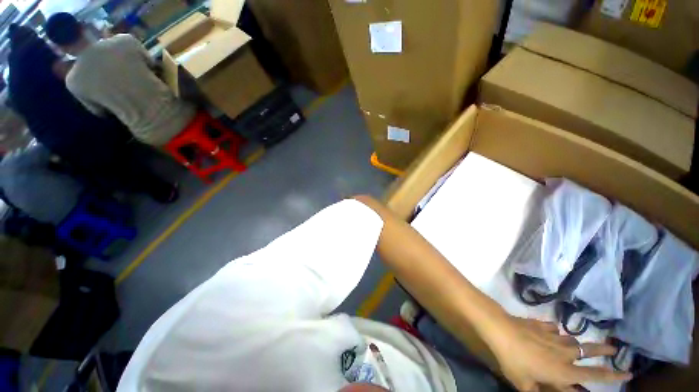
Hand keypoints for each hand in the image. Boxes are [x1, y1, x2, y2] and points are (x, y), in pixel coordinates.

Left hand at [488, 317, 631, 390]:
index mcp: (563, 371)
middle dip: (603, 350)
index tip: (628, 373)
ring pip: (572, 339)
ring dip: (578, 342)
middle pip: (589, 350)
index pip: (594, 375)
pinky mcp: (541, 325)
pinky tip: (551, 332)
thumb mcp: (524, 384)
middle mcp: (564, 352)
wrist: (501, 330)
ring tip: (580, 344)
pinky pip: (553, 329)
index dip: (612, 376)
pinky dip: (555, 332)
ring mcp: (553, 336)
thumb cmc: (514, 361)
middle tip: (615, 348)